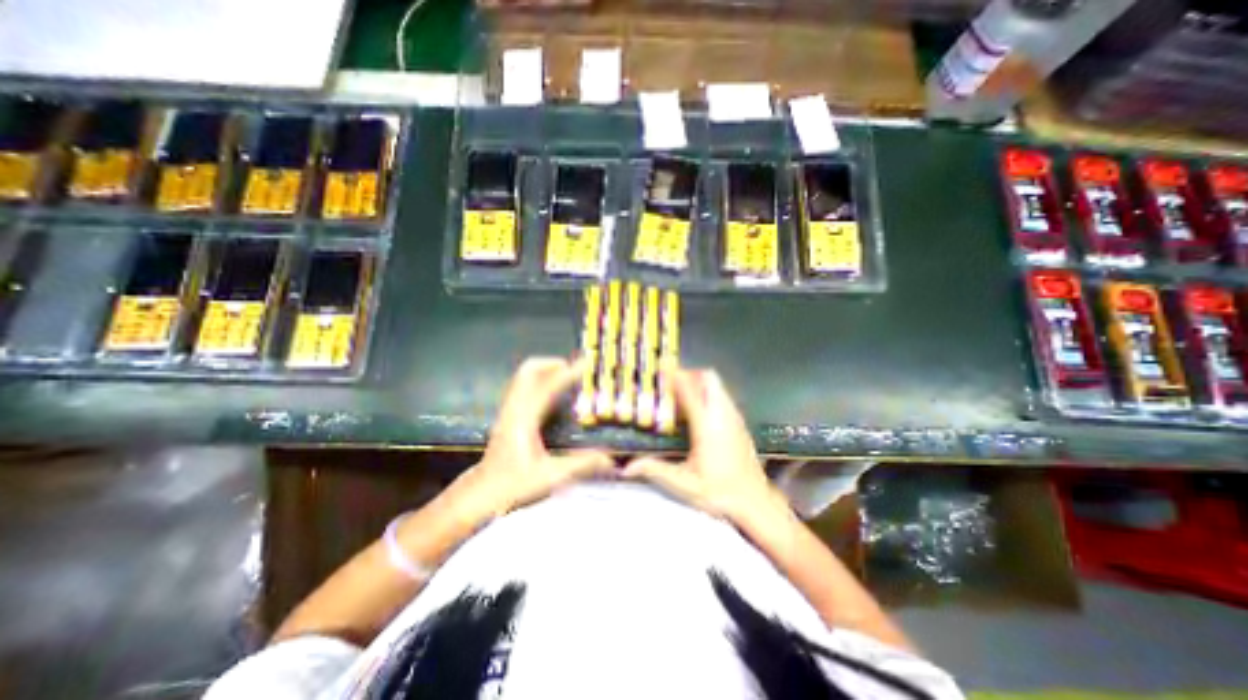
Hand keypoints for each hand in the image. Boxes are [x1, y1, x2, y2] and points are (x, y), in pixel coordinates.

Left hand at [455, 357, 618, 521]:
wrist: (480, 495)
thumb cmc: (512, 485)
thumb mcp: (551, 477)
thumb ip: (581, 466)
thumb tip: (610, 459)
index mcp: (525, 418)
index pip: (548, 385)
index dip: (568, 372)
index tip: (587, 364)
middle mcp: (515, 408)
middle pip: (529, 370)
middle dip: (553, 363)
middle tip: (575, 370)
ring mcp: (509, 410)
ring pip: (524, 377)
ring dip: (547, 371)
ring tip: (569, 378)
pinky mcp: (509, 416)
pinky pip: (525, 387)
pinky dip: (541, 382)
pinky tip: (556, 396)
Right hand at [622, 370, 786, 532]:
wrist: (755, 503)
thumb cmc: (719, 493)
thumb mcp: (683, 483)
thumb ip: (654, 470)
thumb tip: (626, 468)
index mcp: (706, 426)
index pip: (689, 390)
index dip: (675, 375)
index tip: (662, 367)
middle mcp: (722, 414)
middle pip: (709, 377)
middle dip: (690, 374)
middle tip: (672, 384)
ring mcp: (734, 417)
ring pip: (718, 385)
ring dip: (700, 382)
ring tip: (682, 396)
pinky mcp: (740, 422)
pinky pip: (723, 396)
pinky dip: (709, 393)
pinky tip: (699, 412)